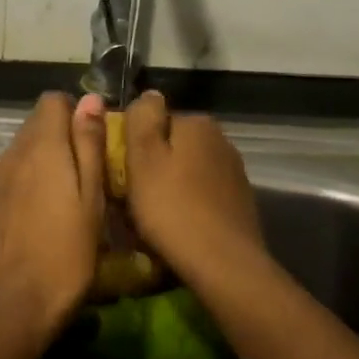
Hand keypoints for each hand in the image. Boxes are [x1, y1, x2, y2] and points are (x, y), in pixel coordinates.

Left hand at [0, 93, 107, 346]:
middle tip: (87, 171)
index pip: (52, 101)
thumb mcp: (91, 198)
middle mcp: (12, 153)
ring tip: (66, 194)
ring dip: (44, 158)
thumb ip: (89, 145)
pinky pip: (11, 173)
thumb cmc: (67, 253)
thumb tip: (90, 99)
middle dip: (62, 135)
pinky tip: (42, 211)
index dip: (76, 113)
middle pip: (36, 124)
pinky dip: (28, 178)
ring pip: (22, 149)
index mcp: (41, 147)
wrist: (15, 305)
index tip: (94, 142)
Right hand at [123, 92, 265, 281]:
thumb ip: (143, 118)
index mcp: (197, 123)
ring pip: (186, 171)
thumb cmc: (172, 208)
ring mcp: (233, 172)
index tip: (119, 172)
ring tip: (151, 216)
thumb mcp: (143, 157)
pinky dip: (187, 205)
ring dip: (168, 186)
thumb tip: (149, 94)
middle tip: (130, 197)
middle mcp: (221, 140)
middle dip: (151, 166)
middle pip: (171, 146)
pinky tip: (176, 227)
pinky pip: (201, 195)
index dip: (132, 145)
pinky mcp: (238, 203)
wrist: (223, 264)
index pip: (154, 121)